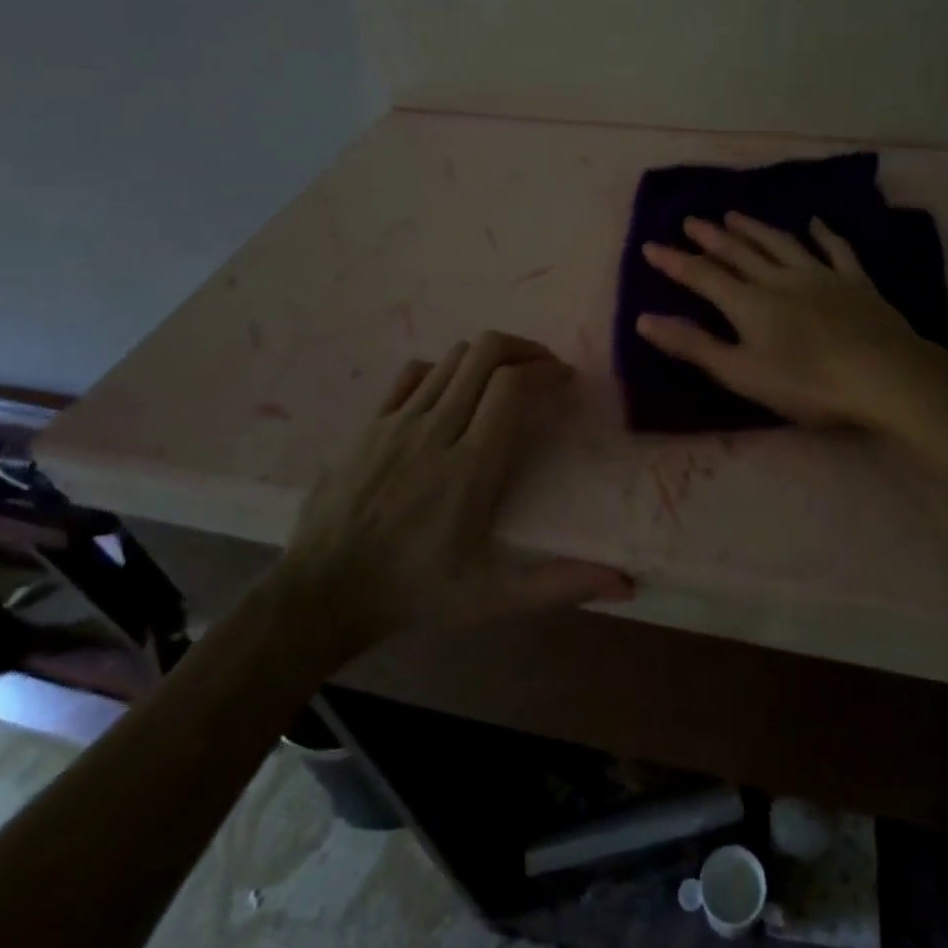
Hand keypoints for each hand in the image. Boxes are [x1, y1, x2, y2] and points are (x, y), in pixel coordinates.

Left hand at [274, 331, 633, 666]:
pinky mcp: (370, 423)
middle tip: (543, 369)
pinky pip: (413, 373)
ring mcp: (398, 422)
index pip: (511, 386)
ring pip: (452, 357)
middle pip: (484, 353)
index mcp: (471, 466)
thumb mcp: (492, 597)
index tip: (565, 379)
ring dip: (487, 358)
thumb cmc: (415, 592)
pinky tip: (453, 393)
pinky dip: (443, 369)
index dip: (545, 370)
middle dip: (523, 349)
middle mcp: (436, 430)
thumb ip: (560, 585)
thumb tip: (627, 584)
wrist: (321, 593)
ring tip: (506, 378)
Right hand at [636, 213, 947, 429]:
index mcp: (750, 304)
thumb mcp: (742, 373)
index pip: (703, 276)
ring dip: (755, 228)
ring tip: (734, 214)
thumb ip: (694, 346)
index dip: (675, 262)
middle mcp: (780, 279)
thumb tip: (644, 320)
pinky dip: (824, 234)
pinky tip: (815, 223)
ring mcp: (820, 276)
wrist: (884, 375)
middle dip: (712, 237)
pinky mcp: (855, 282)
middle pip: (740, 253)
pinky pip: (836, 250)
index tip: (650, 246)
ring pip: (780, 244)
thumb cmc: (808, 384)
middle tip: (691, 220)